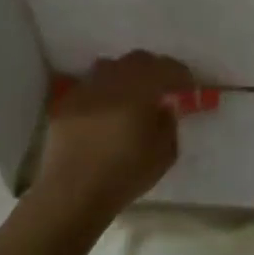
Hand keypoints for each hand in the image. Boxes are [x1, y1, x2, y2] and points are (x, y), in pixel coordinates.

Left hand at [37, 51, 194, 219]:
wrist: (72, 194)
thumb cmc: (124, 176)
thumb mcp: (164, 155)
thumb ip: (168, 123)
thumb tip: (164, 107)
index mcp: (139, 90)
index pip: (166, 68)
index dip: (181, 74)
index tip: (189, 88)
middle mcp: (111, 81)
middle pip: (137, 60)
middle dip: (154, 70)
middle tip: (162, 88)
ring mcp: (84, 89)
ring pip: (110, 68)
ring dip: (126, 76)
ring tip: (132, 97)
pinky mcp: (64, 103)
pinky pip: (90, 86)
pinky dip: (103, 92)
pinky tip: (106, 112)